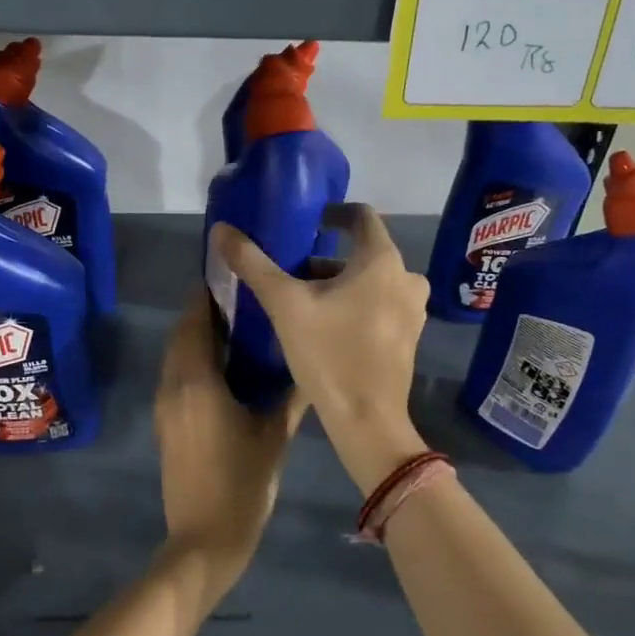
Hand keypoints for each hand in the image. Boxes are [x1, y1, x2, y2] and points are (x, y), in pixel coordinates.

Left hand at [154, 293, 304, 594]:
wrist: (204, 540)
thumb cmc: (242, 484)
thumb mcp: (275, 435)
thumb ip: (291, 394)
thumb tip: (309, 363)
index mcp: (196, 381)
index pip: (196, 320)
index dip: (210, 294)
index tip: (235, 277)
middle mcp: (173, 385)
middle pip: (182, 333)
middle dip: (206, 312)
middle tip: (244, 300)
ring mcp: (165, 405)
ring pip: (177, 354)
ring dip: (199, 336)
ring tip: (239, 327)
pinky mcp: (165, 422)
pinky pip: (177, 375)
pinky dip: (195, 360)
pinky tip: (227, 366)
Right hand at [209, 204, 431, 495]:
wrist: (368, 421)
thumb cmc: (329, 355)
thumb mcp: (285, 305)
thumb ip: (253, 264)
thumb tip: (222, 229)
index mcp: (382, 261)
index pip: (361, 216)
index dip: (332, 214)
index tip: (307, 223)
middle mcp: (407, 278)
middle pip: (363, 253)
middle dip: (327, 258)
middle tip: (292, 272)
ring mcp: (413, 310)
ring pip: (372, 281)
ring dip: (340, 284)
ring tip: (304, 301)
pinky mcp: (409, 336)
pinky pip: (381, 305)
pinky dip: (356, 304)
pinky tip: (327, 327)